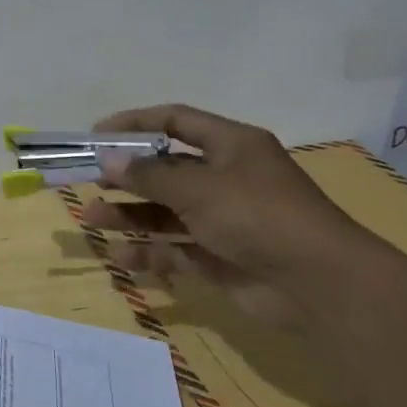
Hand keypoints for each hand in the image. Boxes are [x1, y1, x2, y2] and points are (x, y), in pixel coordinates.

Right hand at [79, 104, 378, 329]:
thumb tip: (107, 158)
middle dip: (126, 175)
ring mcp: (222, 219)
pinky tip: (121, 255)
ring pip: (165, 211)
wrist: (319, 285)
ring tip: (91, 218)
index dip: (135, 124)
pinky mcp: (219, 256)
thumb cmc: (259, 216)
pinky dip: (149, 251)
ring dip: (128, 214)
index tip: (96, 136)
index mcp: (231, 146)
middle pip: (165, 170)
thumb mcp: (199, 189)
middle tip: (87, 180)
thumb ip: (149, 175)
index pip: (175, 122)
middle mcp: (226, 178)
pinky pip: (174, 248)